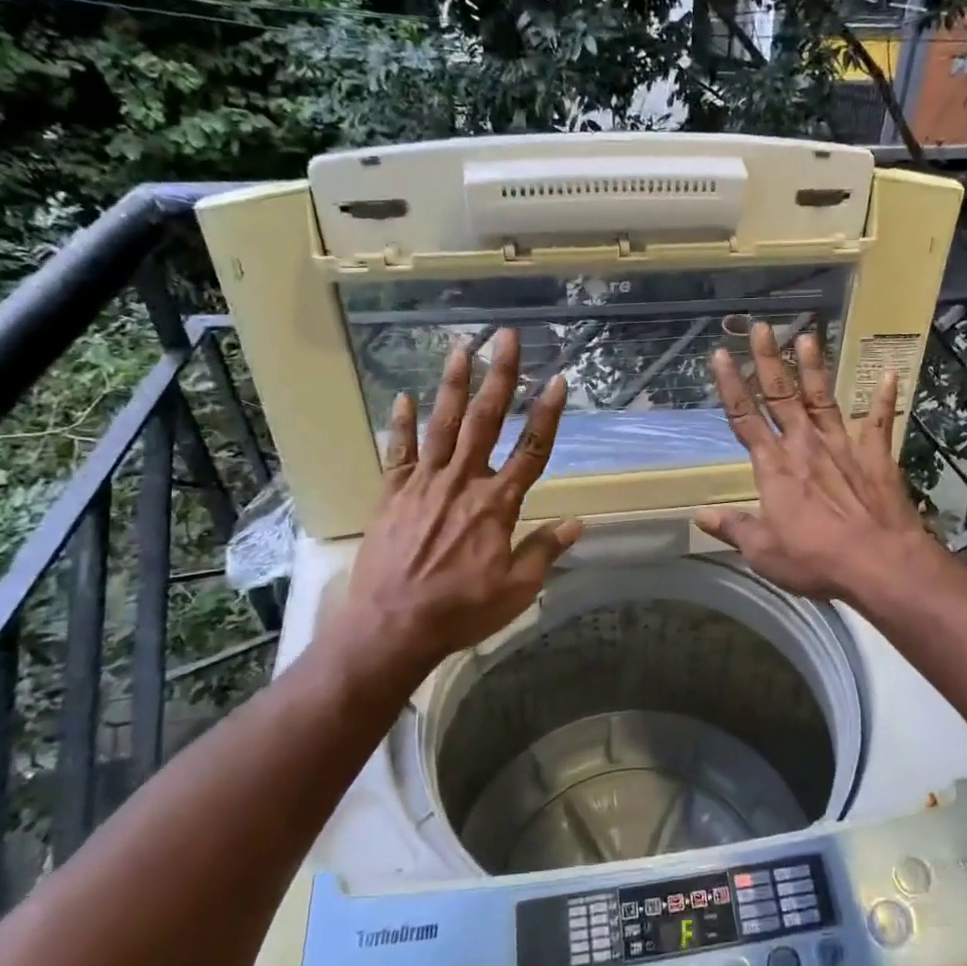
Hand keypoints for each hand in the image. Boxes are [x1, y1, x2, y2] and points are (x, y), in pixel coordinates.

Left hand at [336, 328, 582, 674]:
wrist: (391, 627)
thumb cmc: (460, 610)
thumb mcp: (516, 590)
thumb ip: (544, 551)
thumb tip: (576, 524)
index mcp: (497, 505)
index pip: (531, 451)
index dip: (547, 415)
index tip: (559, 380)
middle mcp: (462, 482)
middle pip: (485, 421)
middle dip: (500, 377)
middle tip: (506, 338)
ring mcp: (423, 484)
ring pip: (442, 425)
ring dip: (454, 385)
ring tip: (462, 348)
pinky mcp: (392, 494)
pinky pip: (398, 451)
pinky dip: (401, 423)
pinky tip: (403, 396)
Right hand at [694, 321, 943, 604]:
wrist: (879, 563)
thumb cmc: (815, 560)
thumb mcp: (764, 553)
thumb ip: (734, 528)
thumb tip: (700, 516)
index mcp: (774, 467)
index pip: (744, 418)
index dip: (730, 385)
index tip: (720, 355)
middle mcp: (805, 446)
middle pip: (781, 395)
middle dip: (767, 360)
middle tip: (760, 327)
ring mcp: (843, 446)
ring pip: (822, 398)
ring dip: (813, 367)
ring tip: (807, 335)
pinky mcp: (876, 456)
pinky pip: (879, 421)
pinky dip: (884, 398)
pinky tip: (890, 374)